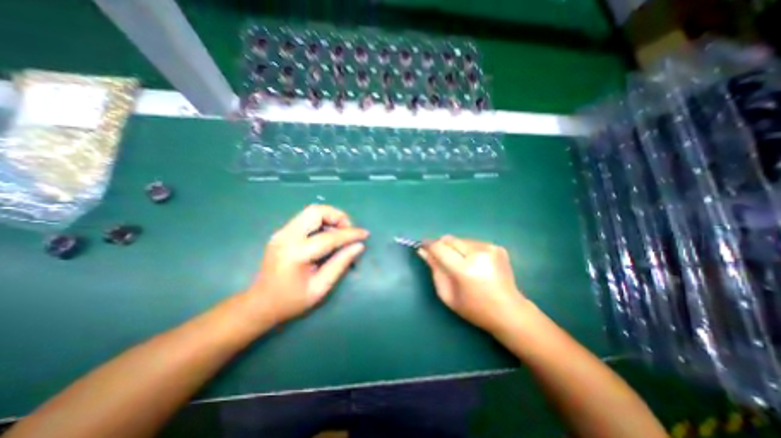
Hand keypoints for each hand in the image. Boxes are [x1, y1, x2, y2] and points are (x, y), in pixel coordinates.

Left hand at [247, 206, 369, 323]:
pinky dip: (321, 222)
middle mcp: (286, 237)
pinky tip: (327, 236)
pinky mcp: (282, 232)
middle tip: (348, 231)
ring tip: (340, 234)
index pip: (329, 237)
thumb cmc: (291, 301)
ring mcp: (282, 232)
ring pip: (311, 212)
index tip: (365, 234)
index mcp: (296, 254)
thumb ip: (340, 264)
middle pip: (316, 211)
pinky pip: (306, 219)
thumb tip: (359, 246)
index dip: (350, 234)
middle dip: (338, 216)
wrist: (260, 304)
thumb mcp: (320, 288)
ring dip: (330, 218)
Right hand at [417, 236, 527, 335]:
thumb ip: (435, 270)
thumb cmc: (474, 309)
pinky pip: (472, 242)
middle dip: (441, 246)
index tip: (422, 247)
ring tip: (460, 264)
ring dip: (454, 248)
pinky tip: (474, 264)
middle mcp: (478, 253)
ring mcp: (490, 248)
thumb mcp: (447, 294)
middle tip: (441, 259)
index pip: (439, 247)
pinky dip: (467, 250)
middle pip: (449, 239)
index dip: (428, 245)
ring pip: (460, 239)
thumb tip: (423, 251)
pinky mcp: (497, 247)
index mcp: (465, 269)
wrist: (510, 311)